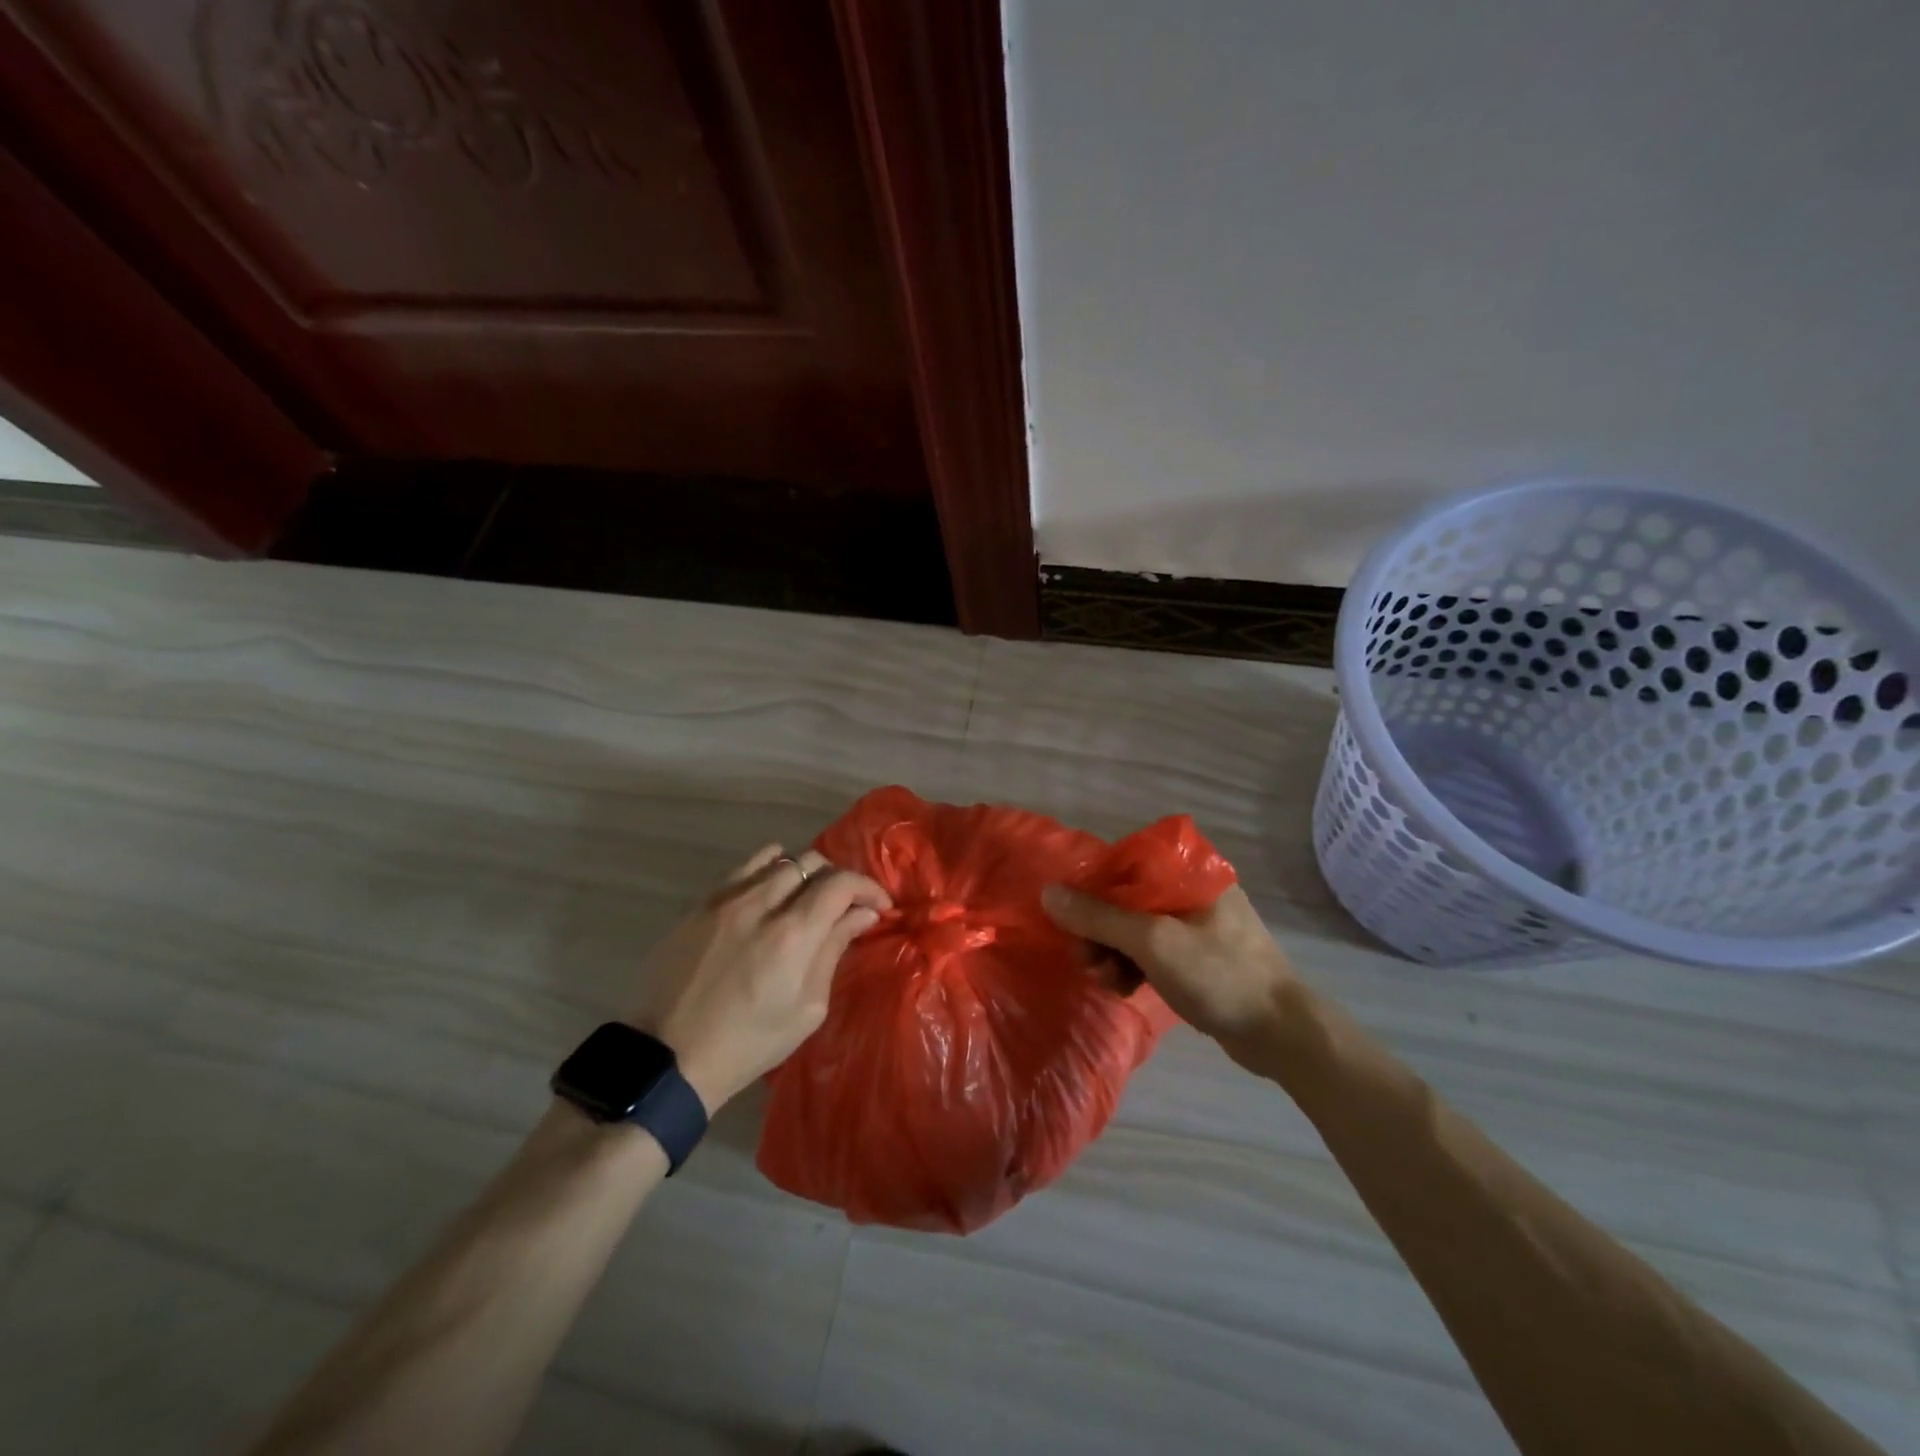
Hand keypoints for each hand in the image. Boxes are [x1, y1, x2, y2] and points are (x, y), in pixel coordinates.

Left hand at [630, 845, 890, 1113]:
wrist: (672, 1057)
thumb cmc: (750, 1042)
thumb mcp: (807, 1008)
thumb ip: (834, 950)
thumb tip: (864, 914)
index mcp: (792, 935)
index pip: (841, 883)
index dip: (867, 887)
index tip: (878, 905)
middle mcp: (759, 904)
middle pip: (811, 861)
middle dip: (837, 879)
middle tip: (843, 905)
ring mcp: (724, 899)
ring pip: (776, 858)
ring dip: (801, 872)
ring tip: (803, 897)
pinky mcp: (698, 904)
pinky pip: (741, 869)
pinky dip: (765, 873)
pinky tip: (766, 898)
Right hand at [1040, 882, 1303, 1069]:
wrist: (1281, 1034)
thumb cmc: (1219, 975)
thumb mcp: (1152, 942)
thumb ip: (1098, 917)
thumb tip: (1048, 893)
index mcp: (1190, 871)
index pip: (1125, 863)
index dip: (1092, 887)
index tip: (1071, 918)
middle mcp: (1191, 889)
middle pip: (1125, 897)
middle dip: (1099, 929)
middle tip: (1085, 960)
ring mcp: (1195, 924)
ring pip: (1134, 927)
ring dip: (1111, 952)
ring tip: (1103, 981)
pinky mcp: (1196, 957)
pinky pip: (1150, 951)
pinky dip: (1131, 966)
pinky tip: (1121, 989)